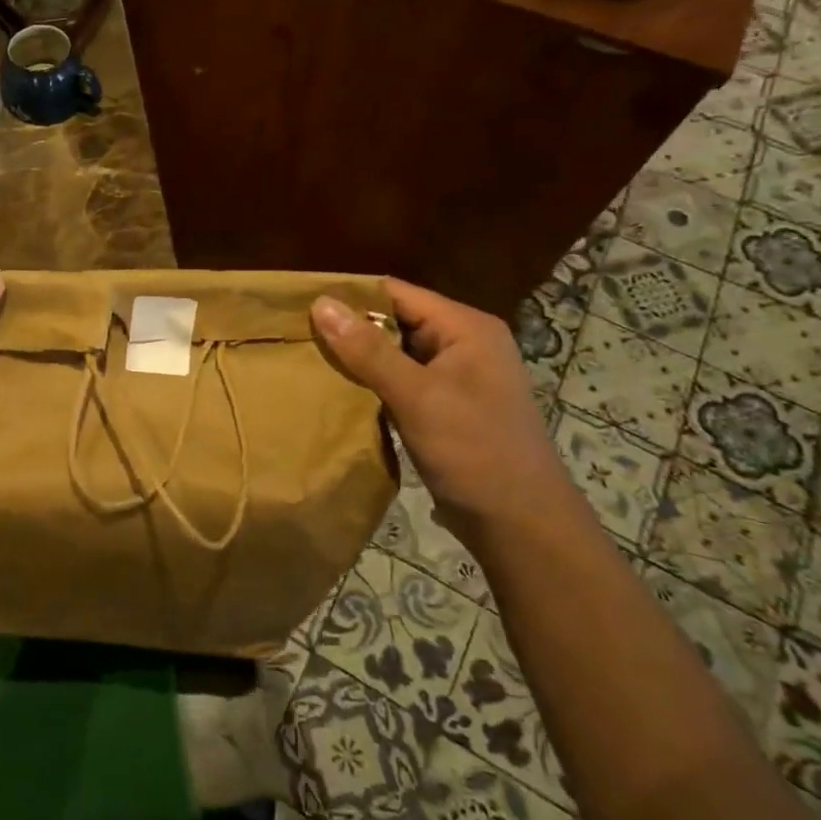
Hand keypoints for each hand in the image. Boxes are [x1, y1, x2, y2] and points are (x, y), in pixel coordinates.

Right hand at [312, 278, 587, 547]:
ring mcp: (457, 376)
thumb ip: (368, 350)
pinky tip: (339, 391)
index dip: (350, 296)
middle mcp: (464, 343)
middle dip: (350, 328)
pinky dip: (373, 382)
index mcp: (466, 328)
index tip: (301, 306)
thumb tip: (321, 303)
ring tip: (309, 359)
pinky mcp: (447, 405)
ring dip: (359, 357)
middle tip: (298, 336)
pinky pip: (402, 380)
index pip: (397, 293)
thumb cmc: (475, 452)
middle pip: (395, 320)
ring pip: (395, 352)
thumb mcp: (417, 397)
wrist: (521, 526)